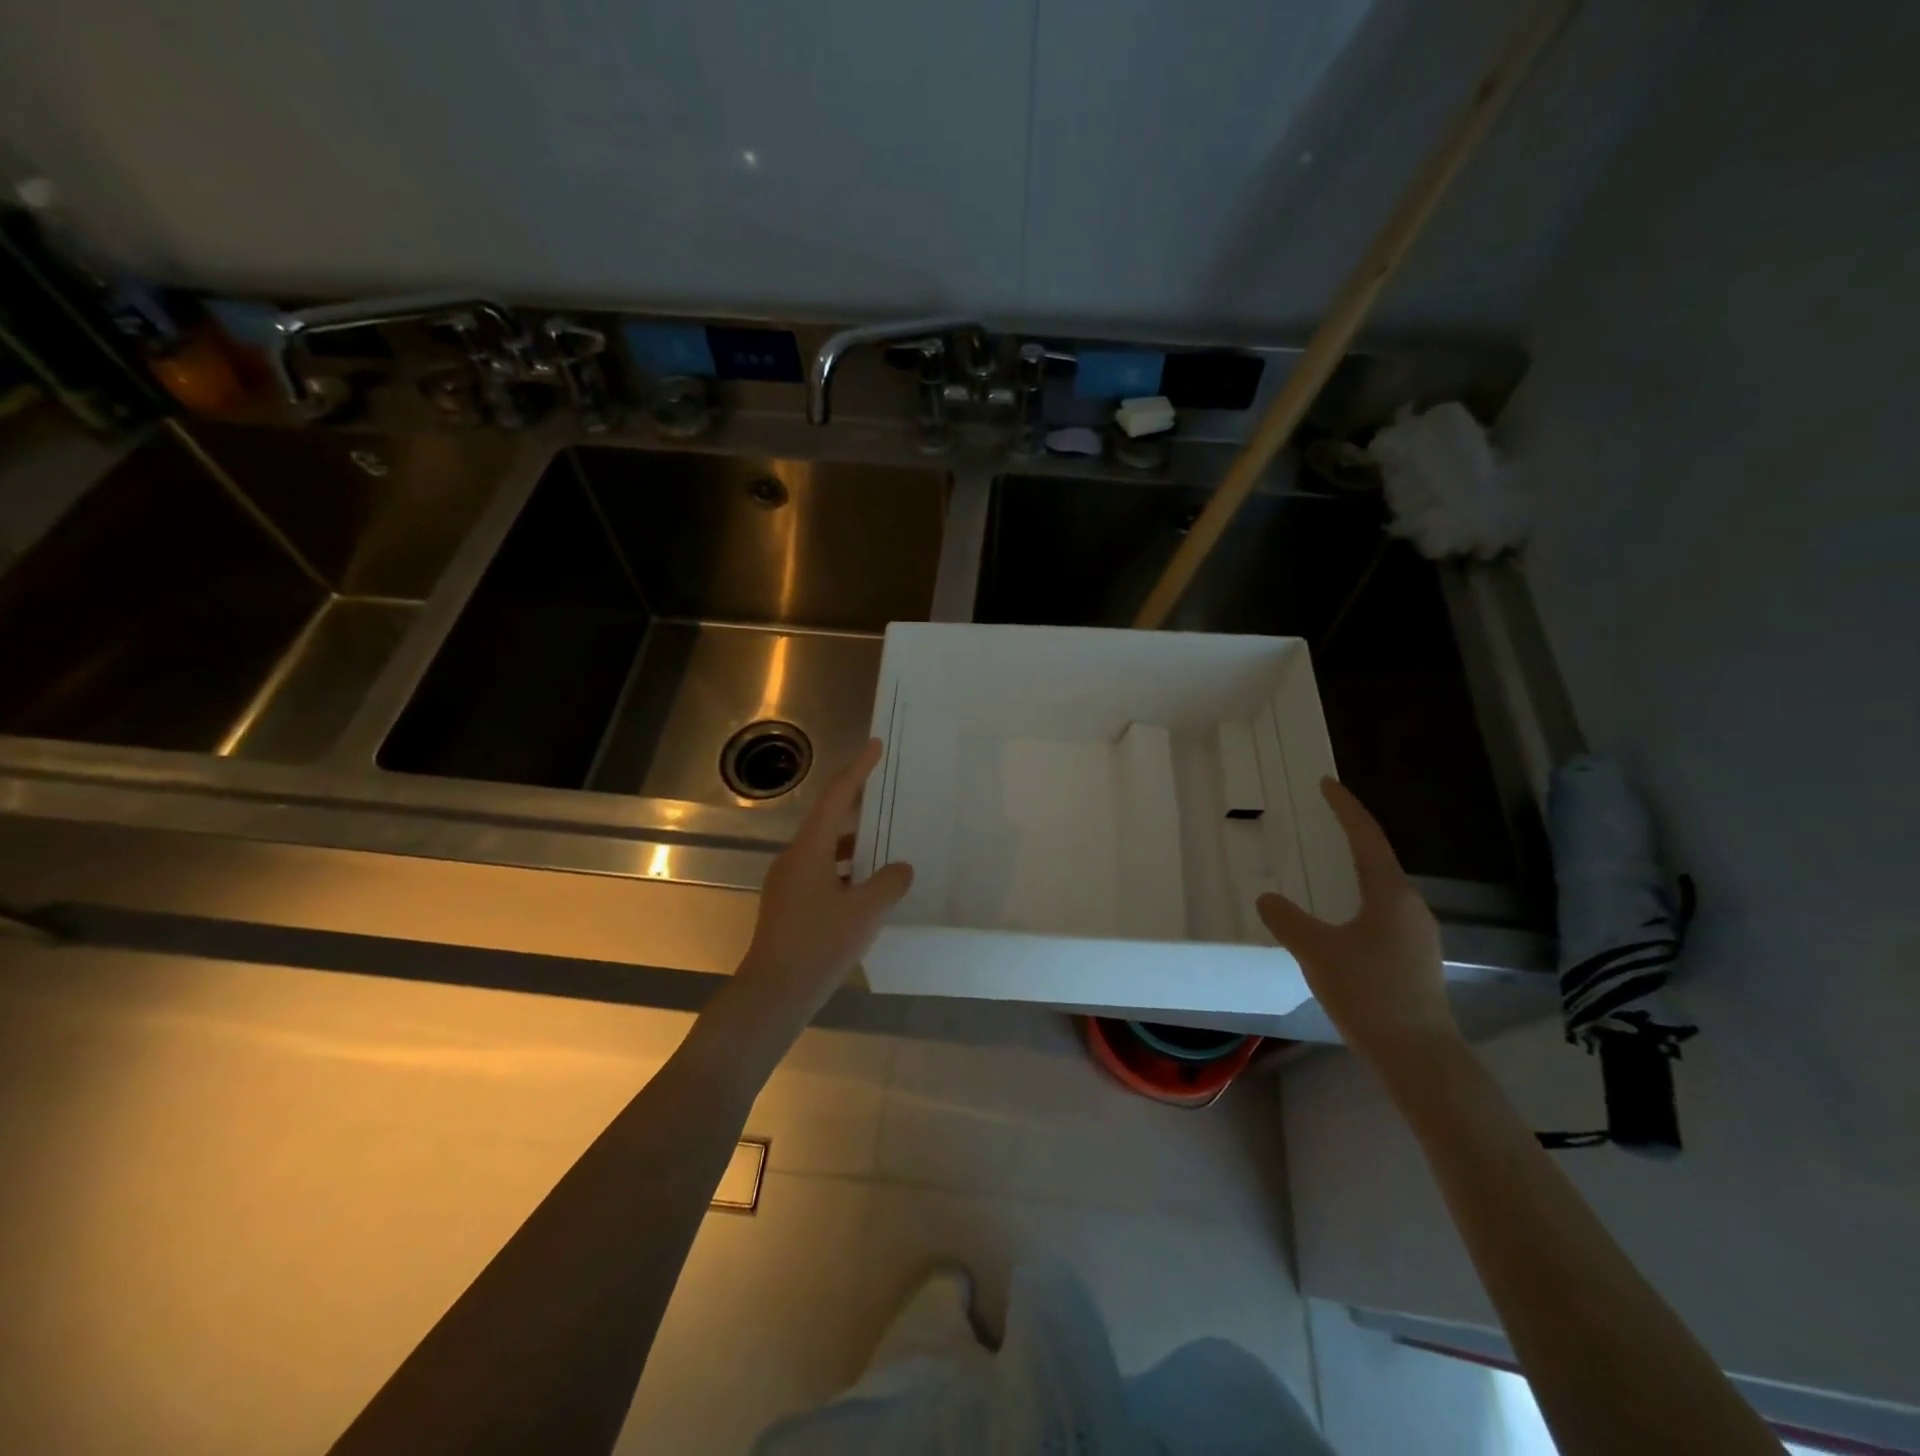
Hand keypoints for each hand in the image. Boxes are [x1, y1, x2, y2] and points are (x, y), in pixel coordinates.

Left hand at [736, 738, 913, 1019]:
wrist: (773, 993)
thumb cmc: (818, 944)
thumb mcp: (864, 912)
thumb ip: (888, 884)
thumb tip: (901, 868)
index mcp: (809, 849)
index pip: (836, 798)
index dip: (857, 770)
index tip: (875, 747)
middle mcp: (794, 858)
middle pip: (828, 820)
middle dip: (857, 805)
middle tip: (885, 793)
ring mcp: (788, 883)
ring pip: (825, 849)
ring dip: (853, 843)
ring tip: (884, 843)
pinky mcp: (788, 905)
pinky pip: (822, 872)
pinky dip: (845, 869)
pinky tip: (865, 887)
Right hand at [1257, 777, 1460, 1071]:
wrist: (1417, 1055)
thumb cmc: (1368, 992)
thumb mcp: (1316, 951)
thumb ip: (1287, 919)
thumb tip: (1268, 897)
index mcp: (1389, 894)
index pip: (1366, 838)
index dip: (1345, 808)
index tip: (1326, 784)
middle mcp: (1410, 907)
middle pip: (1378, 861)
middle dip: (1351, 838)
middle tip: (1323, 823)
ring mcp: (1417, 935)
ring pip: (1381, 891)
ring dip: (1356, 873)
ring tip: (1329, 868)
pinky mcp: (1414, 960)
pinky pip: (1382, 915)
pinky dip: (1359, 902)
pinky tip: (1343, 922)